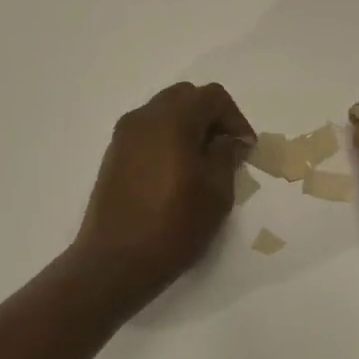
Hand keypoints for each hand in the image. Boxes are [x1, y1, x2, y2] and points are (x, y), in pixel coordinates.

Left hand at [72, 82, 254, 316]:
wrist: (115, 262)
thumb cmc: (173, 226)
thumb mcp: (216, 192)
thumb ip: (225, 155)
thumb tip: (228, 139)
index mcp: (172, 120)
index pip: (212, 96)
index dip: (235, 118)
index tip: (244, 148)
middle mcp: (144, 117)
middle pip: (185, 96)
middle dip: (210, 116)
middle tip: (225, 149)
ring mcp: (124, 135)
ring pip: (164, 111)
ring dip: (187, 126)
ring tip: (201, 162)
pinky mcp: (114, 154)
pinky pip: (147, 131)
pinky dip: (167, 138)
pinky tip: (176, 171)